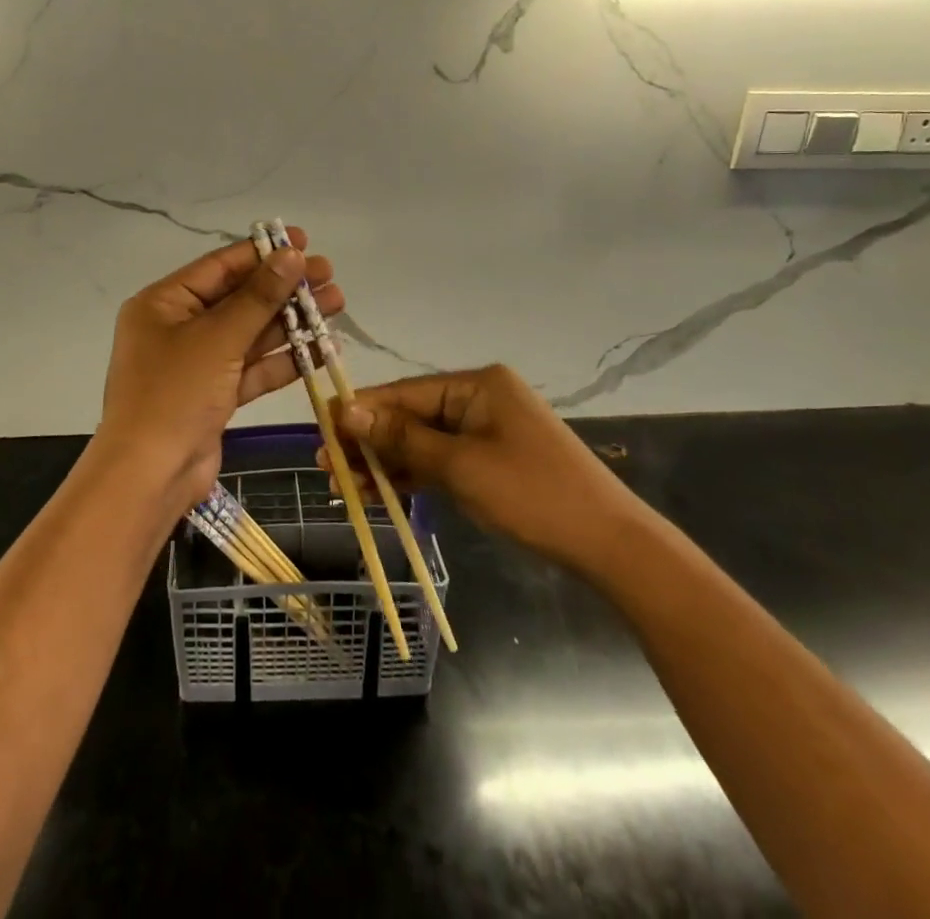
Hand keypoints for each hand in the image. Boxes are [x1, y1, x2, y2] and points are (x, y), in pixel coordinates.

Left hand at [93, 231, 343, 513]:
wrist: (150, 476)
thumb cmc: (175, 393)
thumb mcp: (219, 338)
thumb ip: (259, 297)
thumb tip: (291, 255)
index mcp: (164, 303)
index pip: (220, 266)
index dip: (263, 252)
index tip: (303, 241)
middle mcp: (179, 327)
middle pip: (239, 299)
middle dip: (284, 288)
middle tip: (329, 275)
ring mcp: (198, 363)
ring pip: (251, 334)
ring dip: (291, 321)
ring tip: (336, 303)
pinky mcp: (215, 395)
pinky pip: (253, 368)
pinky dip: (284, 359)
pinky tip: (321, 347)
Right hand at [331, 365, 644, 576]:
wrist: (609, 544)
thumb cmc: (532, 494)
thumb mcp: (461, 465)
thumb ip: (402, 437)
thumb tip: (346, 411)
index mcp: (477, 385)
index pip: (405, 392)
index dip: (361, 411)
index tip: (321, 426)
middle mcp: (480, 399)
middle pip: (411, 416)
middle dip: (369, 441)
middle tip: (326, 465)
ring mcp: (487, 430)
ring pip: (423, 441)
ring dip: (386, 462)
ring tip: (343, 483)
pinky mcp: (491, 459)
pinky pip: (442, 460)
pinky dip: (413, 475)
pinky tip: (379, 491)